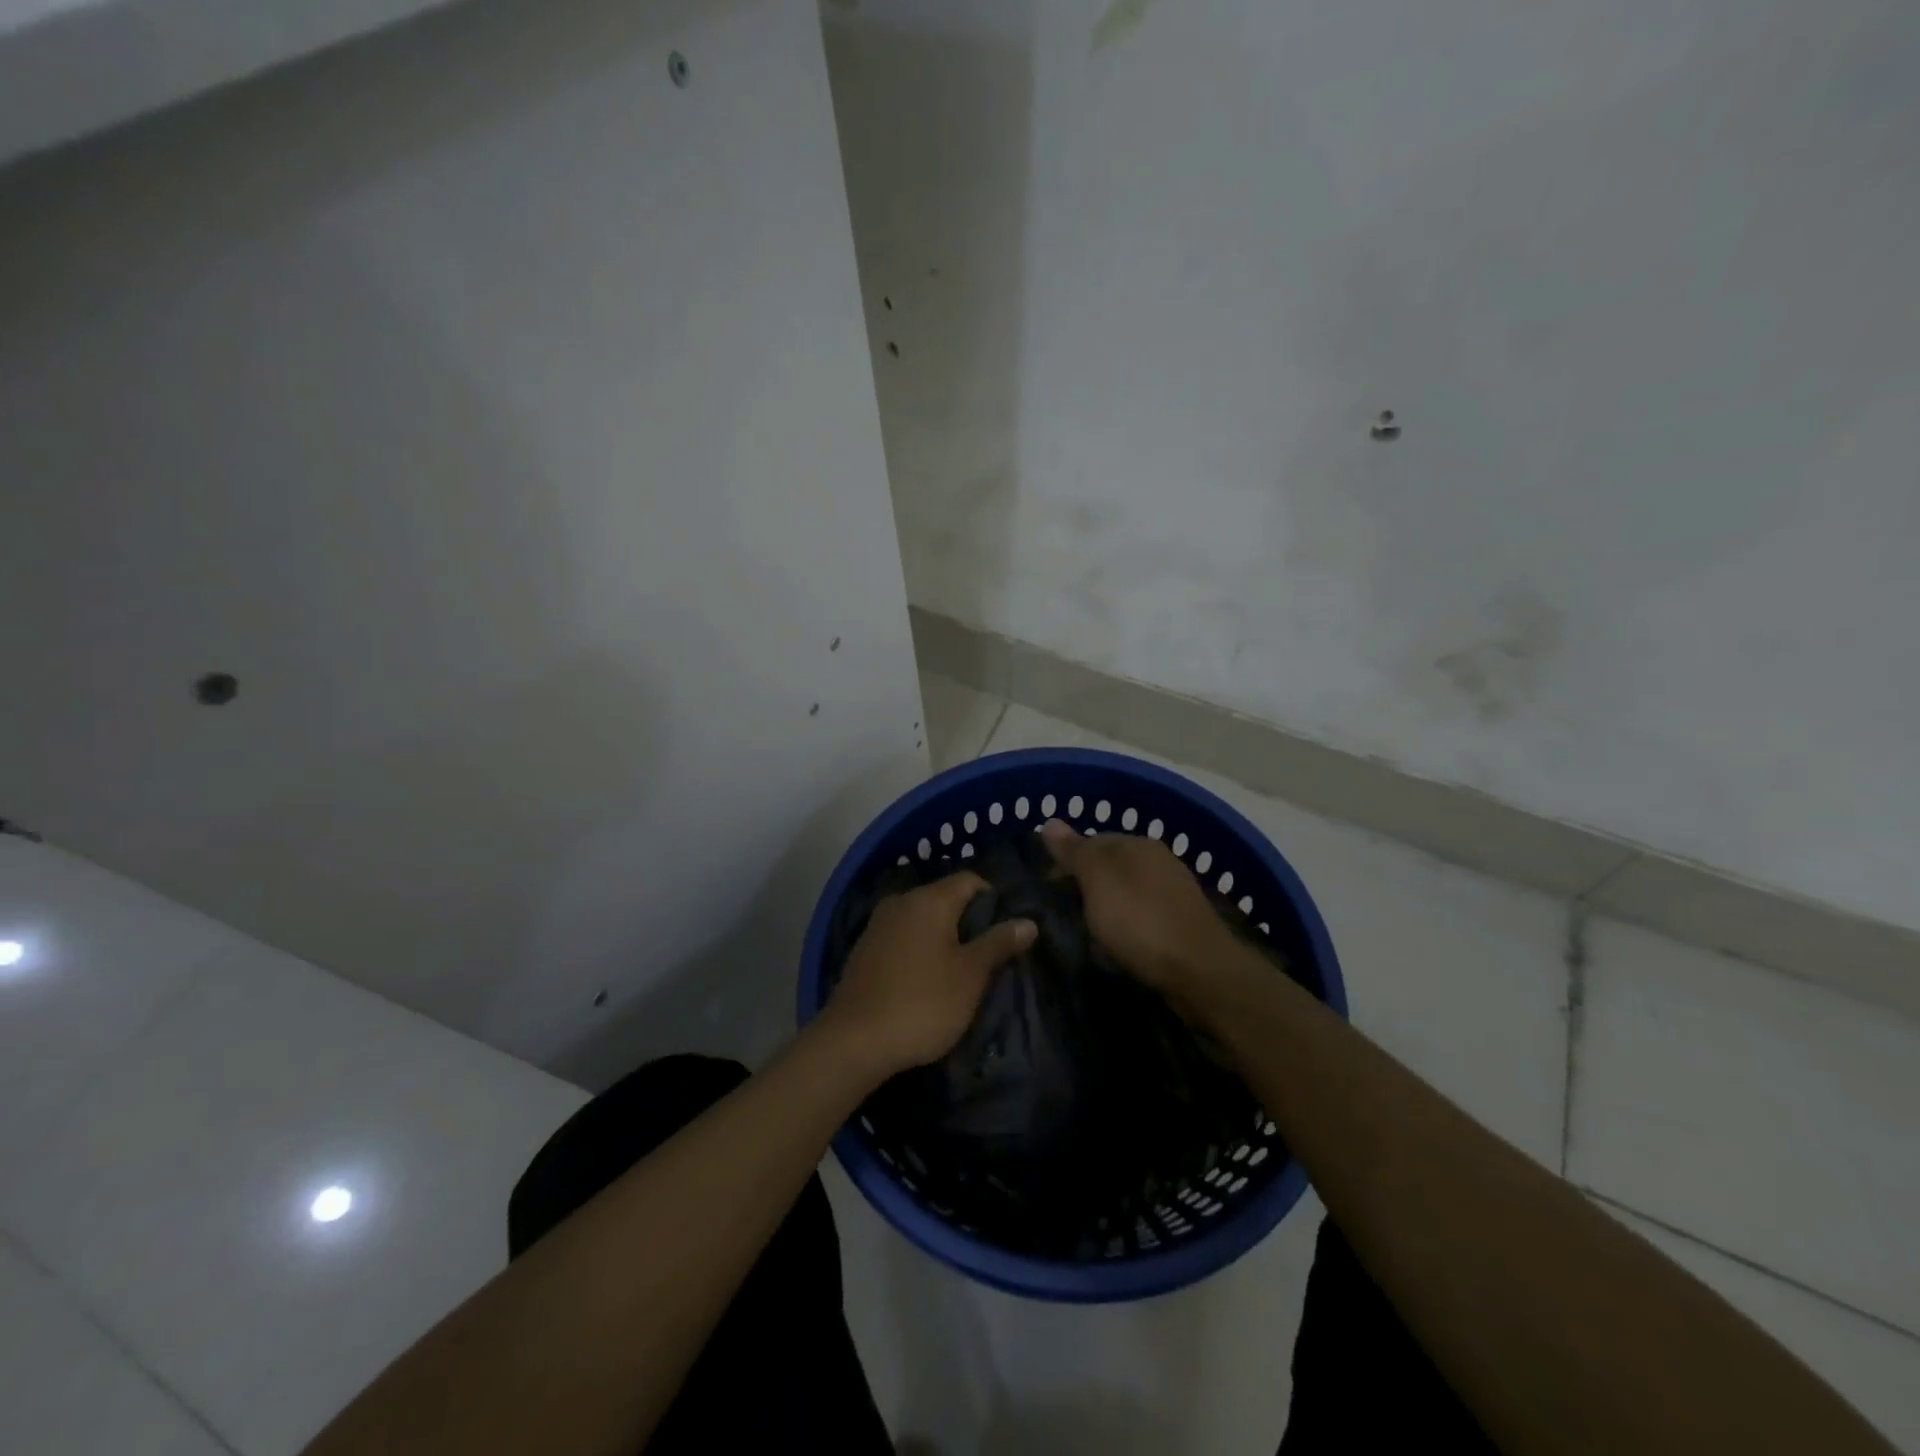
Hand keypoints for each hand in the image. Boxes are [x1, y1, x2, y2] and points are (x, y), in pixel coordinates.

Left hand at [823, 872, 1036, 1081]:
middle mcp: (901, 902)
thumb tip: (1028, 921)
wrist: (854, 1041)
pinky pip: (902, 939)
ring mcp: (878, 925)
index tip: (1007, 931)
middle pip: (945, 899)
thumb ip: (999, 943)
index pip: (970, 880)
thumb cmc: (923, 1002)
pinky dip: (919, 951)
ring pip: (922, 920)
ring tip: (961, 972)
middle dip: (969, 922)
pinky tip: (926, 981)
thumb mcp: (971, 975)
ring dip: (943, 939)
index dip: (994, 899)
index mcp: (929, 899)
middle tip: (989, 956)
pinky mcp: (864, 951)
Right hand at [1040, 819, 1239, 1000]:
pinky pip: (1142, 914)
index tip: (1046, 888)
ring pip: (1126, 890)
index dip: (1065, 861)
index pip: (1092, 840)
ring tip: (1084, 928)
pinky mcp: (1181, 923)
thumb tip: (1050, 821)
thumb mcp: (1098, 880)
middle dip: (1085, 883)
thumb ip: (1074, 851)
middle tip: (1062, 909)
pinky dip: (1125, 923)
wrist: (1200, 972)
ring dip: (1105, 905)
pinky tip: (1117, 941)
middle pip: (1110, 865)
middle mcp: (1159, 860)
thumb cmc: (1141, 921)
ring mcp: (1173, 892)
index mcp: (1138, 844)